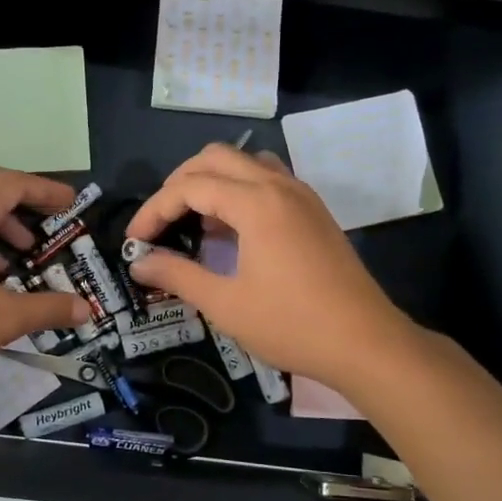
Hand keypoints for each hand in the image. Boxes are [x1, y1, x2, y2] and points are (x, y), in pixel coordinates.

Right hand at [124, 145, 411, 390]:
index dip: (154, 210)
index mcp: (256, 203)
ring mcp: (301, 195)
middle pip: (215, 158)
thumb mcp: (225, 304)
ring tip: (193, 221)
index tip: (135, 241)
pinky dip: (239, 190)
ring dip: (211, 180)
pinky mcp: (313, 211)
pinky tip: (230, 230)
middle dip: (178, 184)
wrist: (366, 343)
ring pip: (244, 162)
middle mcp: (279, 185)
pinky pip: (267, 179)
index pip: (190, 186)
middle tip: (159, 222)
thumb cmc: (291, 324)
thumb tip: (139, 263)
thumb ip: (177, 276)